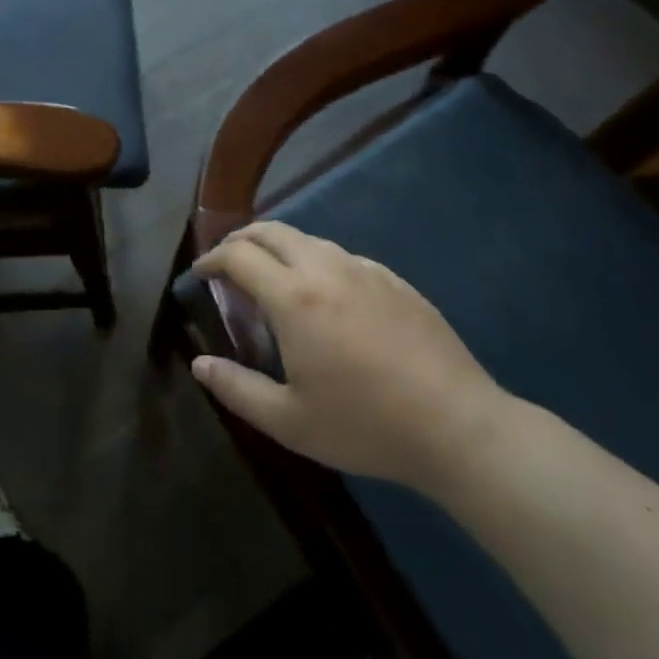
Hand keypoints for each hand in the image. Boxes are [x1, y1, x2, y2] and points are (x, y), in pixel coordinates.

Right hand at [190, 222, 513, 496]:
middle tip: (227, 262)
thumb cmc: (365, 425)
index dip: (212, 259)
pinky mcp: (394, 281)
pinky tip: (325, 296)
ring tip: (271, 277)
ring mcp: (365, 270)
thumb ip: (237, 389)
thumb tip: (199, 364)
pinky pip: (342, 257)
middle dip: (241, 239)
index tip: (200, 273)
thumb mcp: (289, 421)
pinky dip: (316, 262)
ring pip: (309, 240)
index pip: (239, 255)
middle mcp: (326, 269)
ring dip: (279, 248)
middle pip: (272, 231)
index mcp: (294, 297)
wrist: (458, 427)